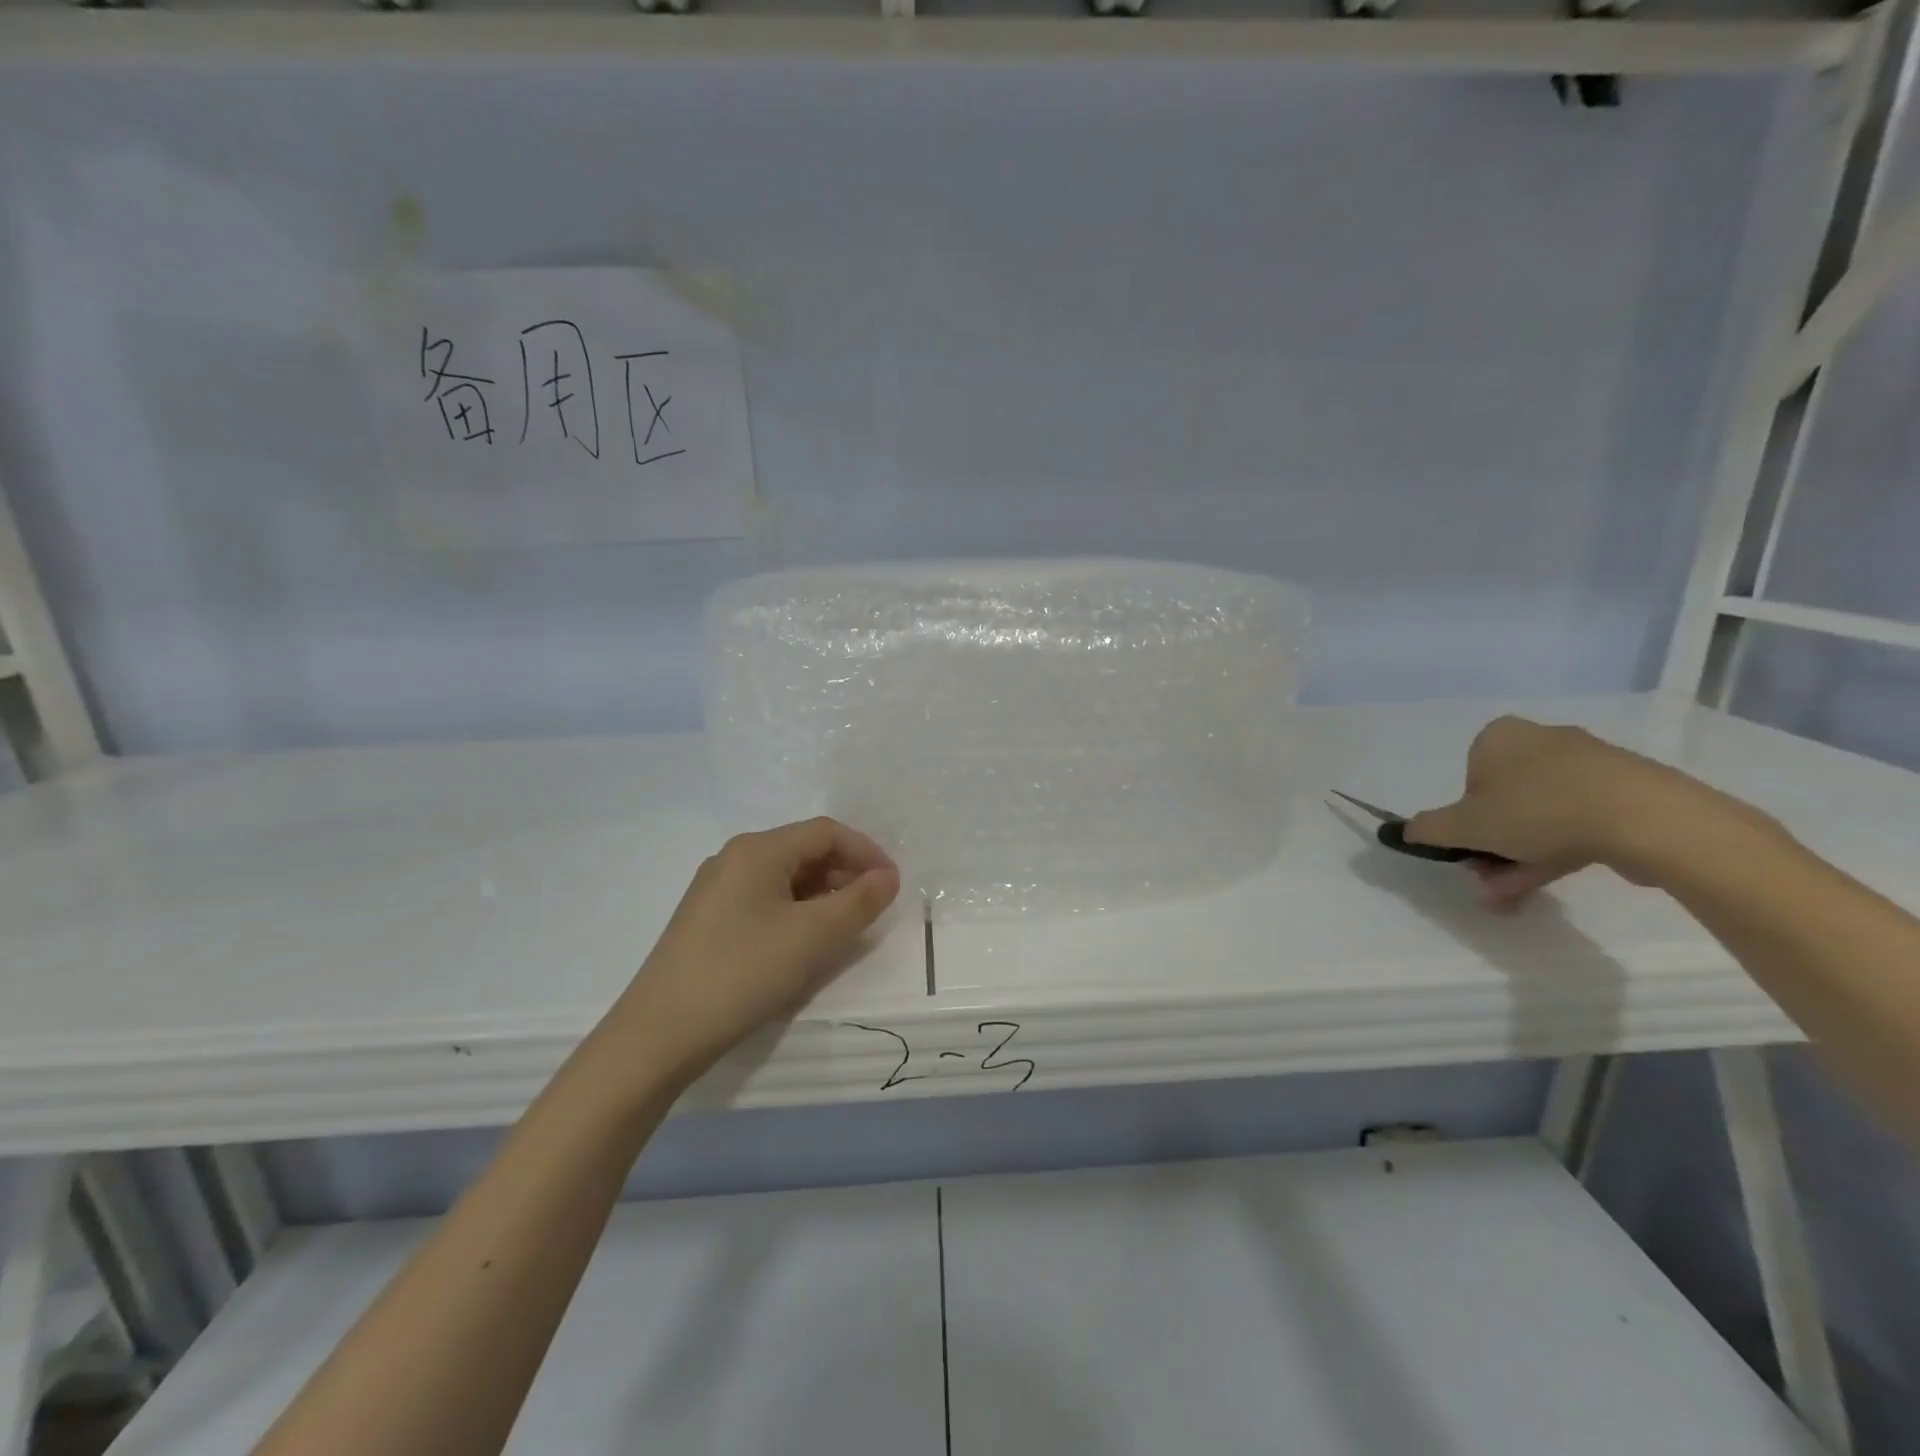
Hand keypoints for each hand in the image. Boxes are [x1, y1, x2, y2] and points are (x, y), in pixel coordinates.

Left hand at [601, 818, 900, 1088]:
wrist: (659, 1034)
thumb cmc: (743, 972)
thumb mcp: (813, 936)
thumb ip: (859, 902)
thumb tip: (888, 877)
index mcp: (757, 849)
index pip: (826, 832)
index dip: (866, 851)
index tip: (893, 884)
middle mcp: (734, 858)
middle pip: (804, 851)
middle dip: (845, 873)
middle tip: (874, 908)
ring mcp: (716, 890)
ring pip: (785, 878)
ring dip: (822, 895)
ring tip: (845, 927)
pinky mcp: (708, 921)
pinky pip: (765, 900)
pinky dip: (796, 912)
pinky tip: (805, 942)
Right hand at [1401, 715, 1751, 908]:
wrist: (1646, 818)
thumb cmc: (1538, 811)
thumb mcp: (1465, 826)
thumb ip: (1428, 829)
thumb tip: (1404, 831)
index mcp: (1499, 736)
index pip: (1468, 779)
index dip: (1465, 819)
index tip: (1473, 849)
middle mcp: (1541, 740)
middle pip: (1504, 801)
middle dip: (1494, 846)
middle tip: (1491, 880)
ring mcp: (1589, 764)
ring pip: (1540, 815)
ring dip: (1521, 856)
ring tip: (1516, 895)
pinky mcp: (1627, 790)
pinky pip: (1579, 820)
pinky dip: (1560, 849)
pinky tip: (1555, 879)